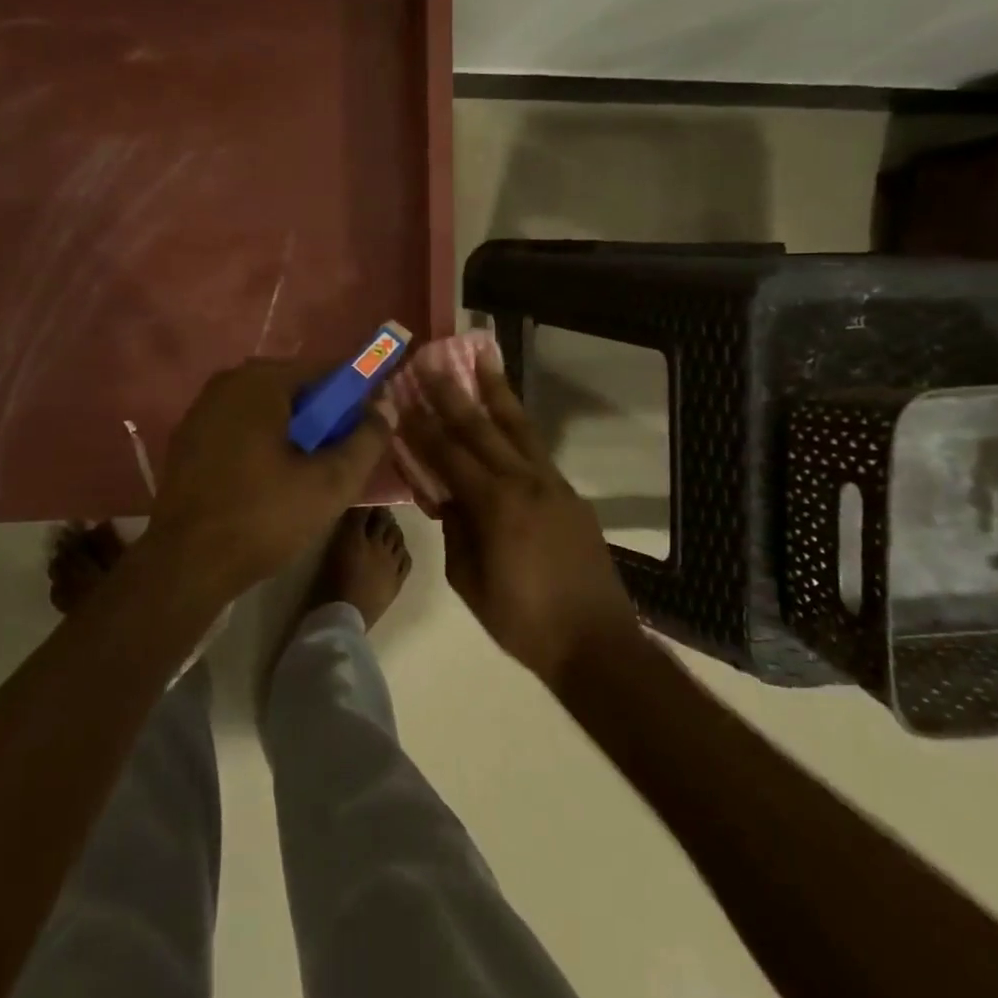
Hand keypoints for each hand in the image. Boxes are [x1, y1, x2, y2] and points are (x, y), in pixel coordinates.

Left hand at [142, 356, 388, 601]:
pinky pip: (241, 428)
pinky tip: (270, 482)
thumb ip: (367, 440)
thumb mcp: (331, 483)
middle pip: (295, 389)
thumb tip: (384, 409)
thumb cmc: (263, 517)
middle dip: (323, 418)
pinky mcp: (188, 439)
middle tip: (339, 459)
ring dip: (294, 433)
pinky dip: (263, 444)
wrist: (185, 564)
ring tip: (307, 475)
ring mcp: (201, 410)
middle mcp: (226, 383)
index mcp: (260, 381)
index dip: (356, 396)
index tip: (369, 429)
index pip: (326, 370)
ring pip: (267, 410)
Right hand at [399, 357, 641, 685]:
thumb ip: (455, 530)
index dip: (421, 426)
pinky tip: (507, 412)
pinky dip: (517, 424)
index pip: (447, 454)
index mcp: (495, 504)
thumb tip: (447, 497)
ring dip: (497, 390)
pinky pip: (536, 449)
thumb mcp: (469, 581)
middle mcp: (524, 481)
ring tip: (483, 356)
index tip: (402, 396)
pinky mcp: (569, 493)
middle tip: (432, 359)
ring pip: (518, 426)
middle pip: (481, 427)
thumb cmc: (523, 620)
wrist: (595, 642)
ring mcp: (552, 483)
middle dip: (452, 391)